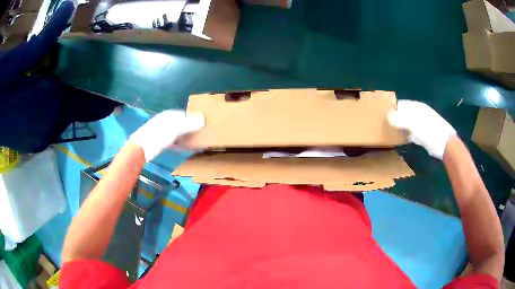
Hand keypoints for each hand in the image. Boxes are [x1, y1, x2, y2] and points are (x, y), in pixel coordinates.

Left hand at [128, 110, 204, 161]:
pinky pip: (172, 139)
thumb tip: (203, 118)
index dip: (194, 118)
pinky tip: (182, 147)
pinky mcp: (159, 140)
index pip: (185, 114)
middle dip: (190, 127)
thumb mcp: (175, 128)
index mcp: (169, 115)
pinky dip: (179, 142)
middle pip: (181, 122)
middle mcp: (165, 120)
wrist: (141, 148)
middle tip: (200, 134)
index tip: (202, 125)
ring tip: (193, 141)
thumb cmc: (158, 135)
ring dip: (185, 136)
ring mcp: (161, 130)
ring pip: (177, 131)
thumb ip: (189, 124)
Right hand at [388, 100, 455, 159]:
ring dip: (399, 127)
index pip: (401, 104)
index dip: (392, 107)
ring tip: (389, 131)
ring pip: (407, 123)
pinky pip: (411, 132)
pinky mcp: (423, 134)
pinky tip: (400, 139)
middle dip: (395, 117)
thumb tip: (387, 116)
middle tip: (384, 124)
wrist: (444, 144)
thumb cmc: (429, 131)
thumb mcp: (414, 124)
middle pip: (403, 113)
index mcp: (417, 107)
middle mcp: (418, 113)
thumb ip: (400, 119)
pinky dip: (405, 134)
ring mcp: (421, 124)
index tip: (382, 114)